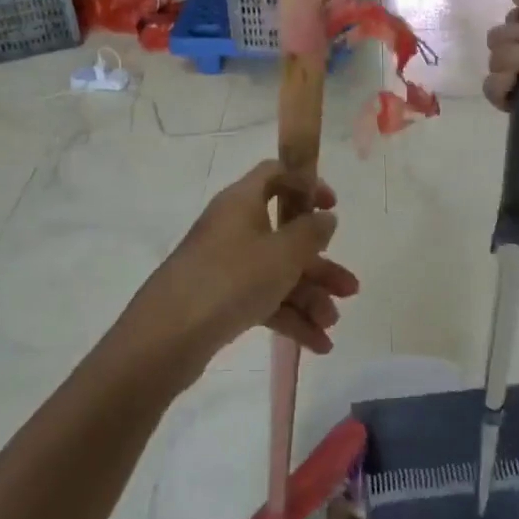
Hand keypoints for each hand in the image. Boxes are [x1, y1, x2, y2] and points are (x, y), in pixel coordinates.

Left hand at [118, 160, 360, 387]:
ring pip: (277, 272)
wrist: (168, 336)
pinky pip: (263, 299)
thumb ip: (311, 233)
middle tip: (350, 288)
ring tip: (332, 325)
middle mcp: (233, 228)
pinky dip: (290, 317)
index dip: (307, 184)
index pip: (275, 174)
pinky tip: (317, 344)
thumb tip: (325, 218)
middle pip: (285, 235)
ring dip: (309, 297)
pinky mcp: (220, 299)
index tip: (332, 207)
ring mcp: (225, 265)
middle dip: (320, 264)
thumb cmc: (231, 280)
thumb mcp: (283, 253)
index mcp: (242, 202)